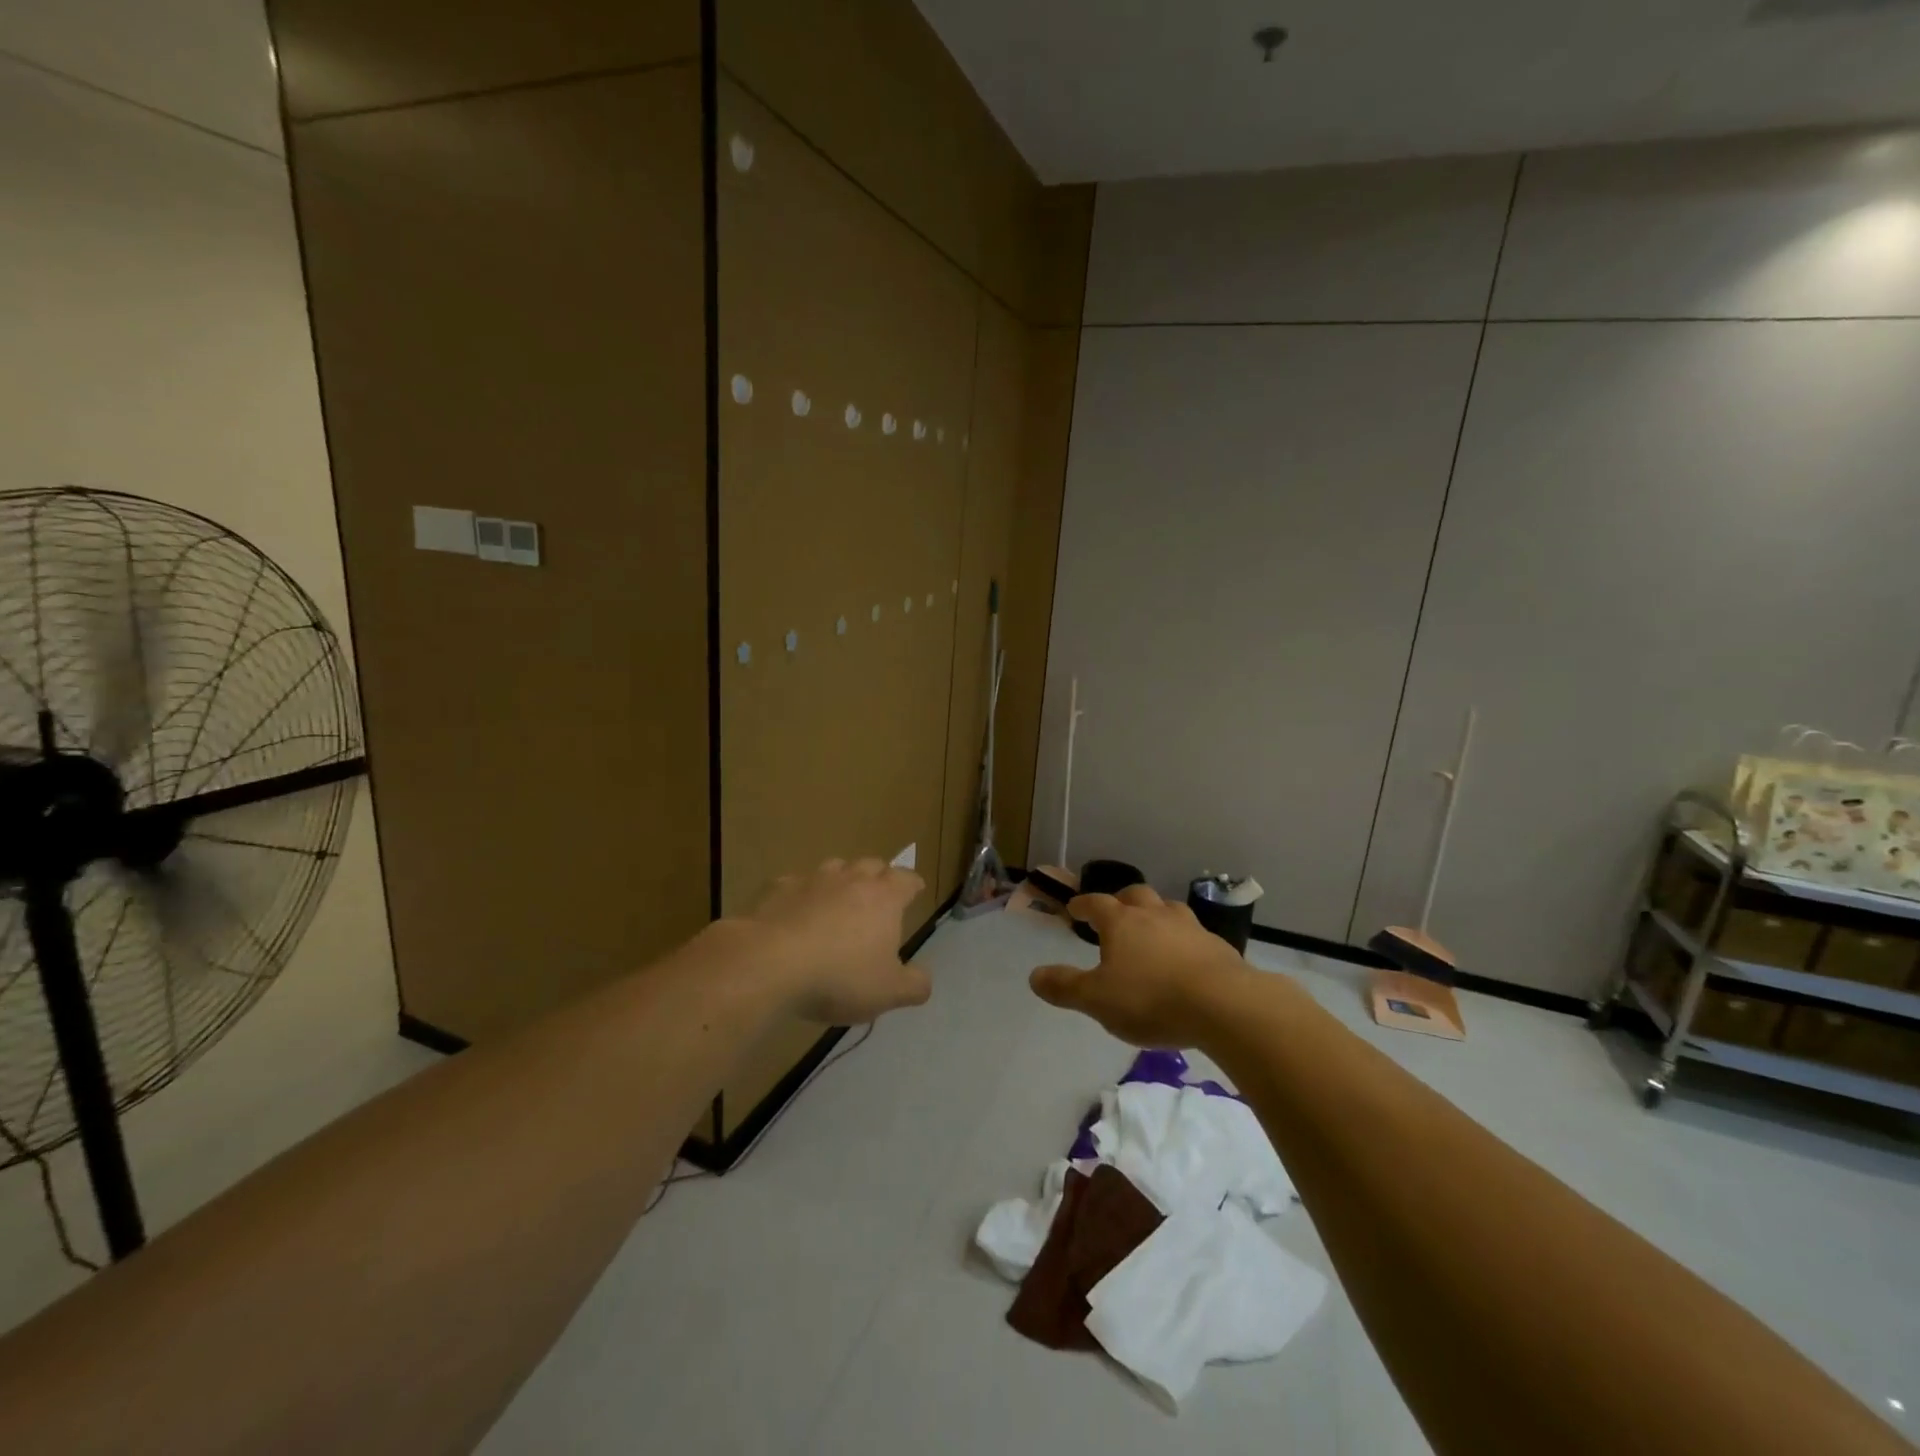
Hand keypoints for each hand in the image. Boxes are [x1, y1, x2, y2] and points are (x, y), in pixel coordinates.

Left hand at [744, 858, 930, 1024]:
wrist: (770, 964)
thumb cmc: (839, 977)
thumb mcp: (888, 992)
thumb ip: (914, 985)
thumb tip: (924, 978)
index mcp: (884, 898)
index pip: (907, 879)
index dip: (913, 885)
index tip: (915, 891)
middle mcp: (852, 879)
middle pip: (872, 864)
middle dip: (880, 876)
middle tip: (879, 895)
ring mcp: (813, 880)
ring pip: (835, 867)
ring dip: (842, 879)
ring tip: (839, 900)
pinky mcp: (778, 888)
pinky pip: (796, 884)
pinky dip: (802, 894)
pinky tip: (796, 912)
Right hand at [1029, 885, 1257, 1048]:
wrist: (1224, 1005)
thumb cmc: (1150, 999)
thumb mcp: (1097, 1000)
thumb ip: (1065, 987)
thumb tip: (1033, 976)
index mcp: (1122, 922)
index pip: (1097, 903)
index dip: (1083, 904)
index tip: (1075, 908)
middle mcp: (1155, 915)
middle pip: (1136, 895)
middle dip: (1122, 900)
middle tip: (1115, 911)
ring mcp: (1190, 928)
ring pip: (1168, 909)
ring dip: (1156, 914)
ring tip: (1152, 929)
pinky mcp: (1218, 947)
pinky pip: (1194, 934)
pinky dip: (1183, 939)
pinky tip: (1185, 958)